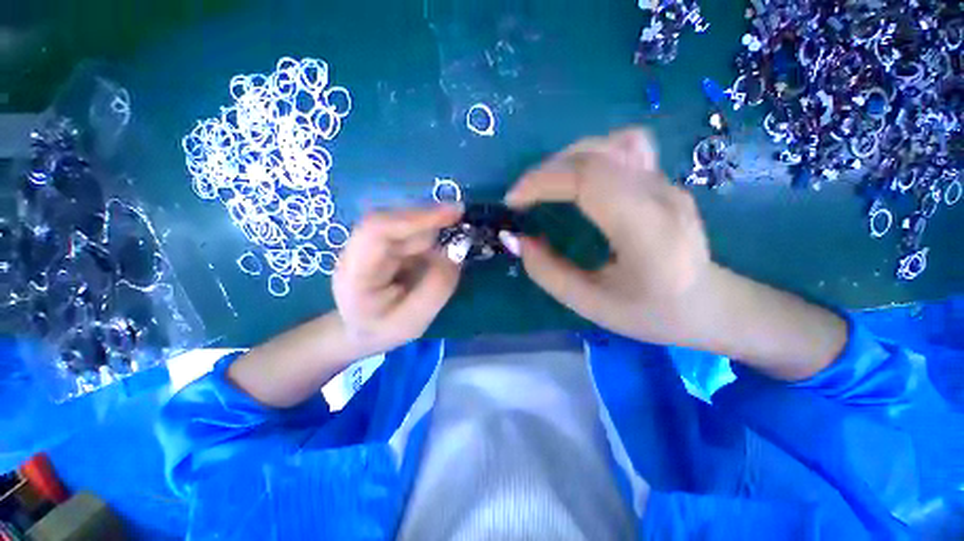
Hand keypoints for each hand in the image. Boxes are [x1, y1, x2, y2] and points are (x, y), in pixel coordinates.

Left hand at [333, 205, 462, 352]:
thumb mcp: (414, 322)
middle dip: (431, 222)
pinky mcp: (382, 242)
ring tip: (450, 248)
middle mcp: (357, 249)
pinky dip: (431, 235)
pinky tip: (439, 251)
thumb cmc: (384, 330)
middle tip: (463, 229)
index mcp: (354, 273)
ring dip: (433, 230)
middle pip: (395, 221)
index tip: (453, 214)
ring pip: (406, 223)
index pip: (378, 230)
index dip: (416, 217)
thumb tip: (455, 254)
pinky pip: (410, 231)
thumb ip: (436, 289)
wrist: (360, 330)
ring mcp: (369, 242)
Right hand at [505, 128, 711, 344]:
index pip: (590, 178)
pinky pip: (623, 148)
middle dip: (546, 172)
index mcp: (646, 231)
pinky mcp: (663, 180)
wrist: (710, 305)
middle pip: (596, 155)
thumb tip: (516, 239)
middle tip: (523, 198)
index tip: (513, 202)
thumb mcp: (590, 304)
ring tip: (546, 187)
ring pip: (609, 144)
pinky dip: (590, 156)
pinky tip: (578, 180)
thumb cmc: (651, 314)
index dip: (543, 181)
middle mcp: (660, 196)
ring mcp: (666, 182)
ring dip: (566, 160)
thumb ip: (547, 272)